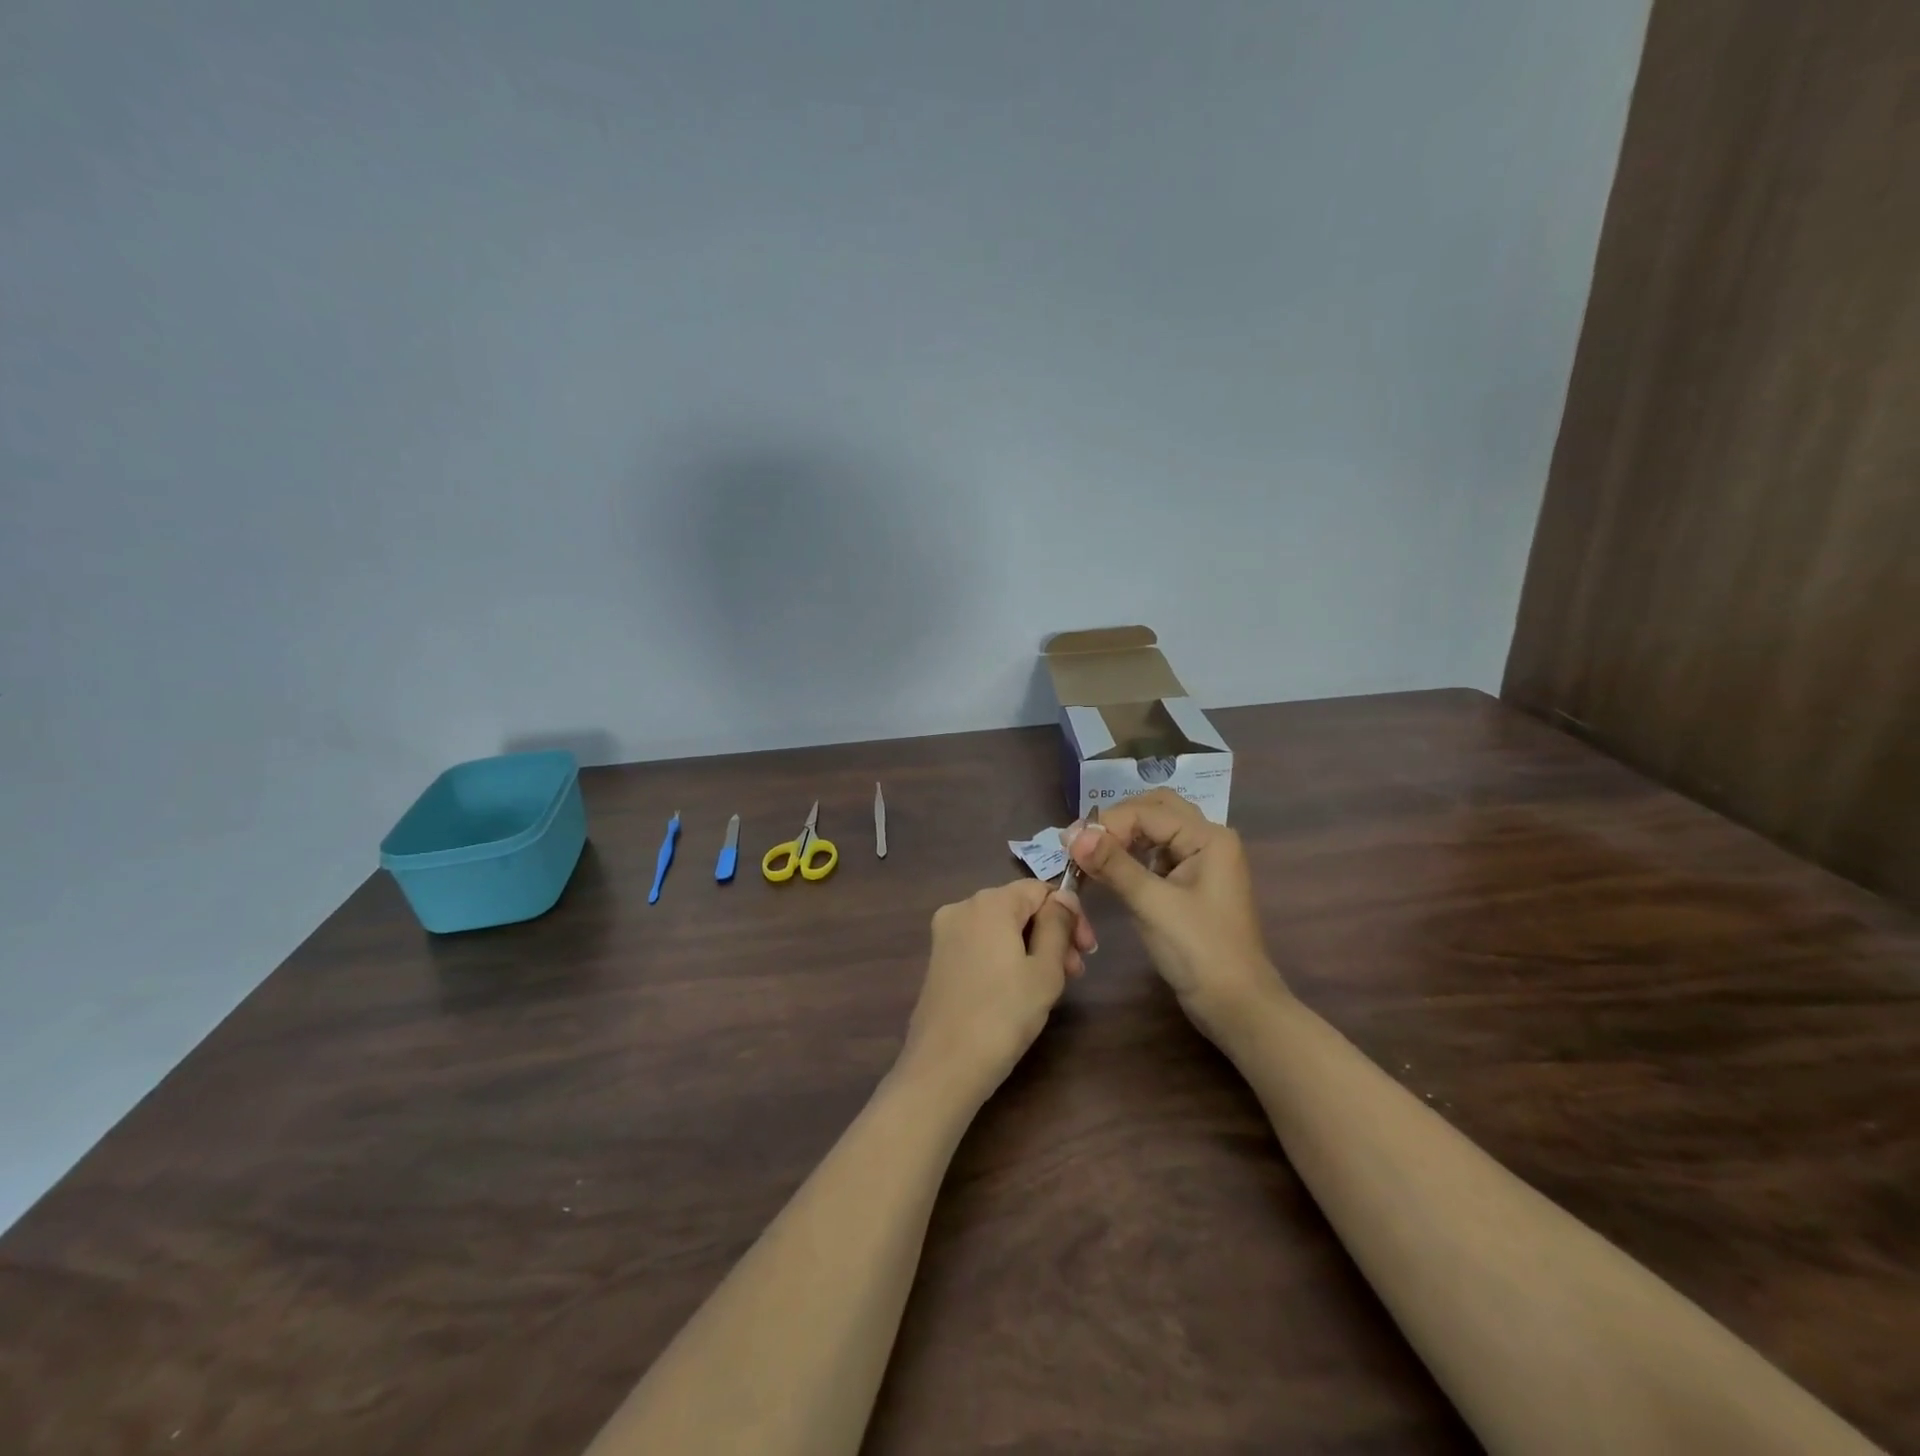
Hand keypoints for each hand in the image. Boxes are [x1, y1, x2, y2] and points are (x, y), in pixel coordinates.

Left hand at [898, 880, 1092, 1102]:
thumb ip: (1058, 925)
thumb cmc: (1004, 1015)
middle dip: (1052, 933)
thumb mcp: (1045, 970)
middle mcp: (962, 907)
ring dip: (1032, 947)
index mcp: (990, 902)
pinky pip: (982, 944)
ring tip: (1052, 985)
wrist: (944, 1066)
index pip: (1041, 890)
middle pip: (1019, 907)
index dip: (1071, 914)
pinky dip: (1006, 957)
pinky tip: (1019, 989)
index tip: (1087, 951)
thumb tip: (1064, 897)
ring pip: (1001, 927)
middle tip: (1075, 973)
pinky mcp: (938, 959)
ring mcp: (946, 933)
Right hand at [1066, 789, 1286, 1040]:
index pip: (1147, 812)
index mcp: (1208, 838)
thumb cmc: (1199, 952)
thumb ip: (1114, 865)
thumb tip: (1073, 834)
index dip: (1107, 824)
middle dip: (1116, 822)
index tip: (1070, 845)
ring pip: (1155, 831)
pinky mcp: (1191, 883)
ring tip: (1088, 856)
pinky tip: (1108, 872)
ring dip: (1122, 838)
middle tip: (1081, 843)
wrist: (1236, 1006)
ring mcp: (1201, 862)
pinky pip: (1157, 855)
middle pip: (1155, 810)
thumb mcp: (1152, 904)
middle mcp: (1208, 840)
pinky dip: (1131, 857)